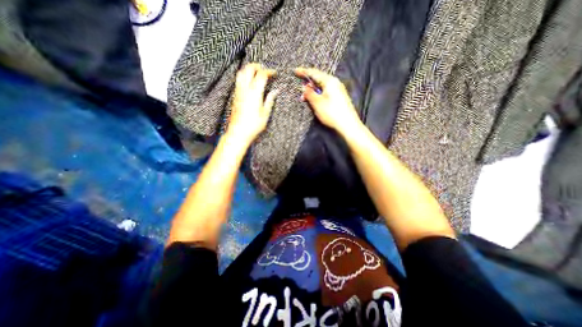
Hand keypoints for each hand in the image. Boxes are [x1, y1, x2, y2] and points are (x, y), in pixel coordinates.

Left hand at [227, 63, 279, 143]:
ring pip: (241, 73)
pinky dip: (244, 76)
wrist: (238, 132)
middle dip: (258, 66)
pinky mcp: (235, 96)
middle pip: (249, 69)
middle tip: (266, 71)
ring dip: (249, 70)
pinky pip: (238, 80)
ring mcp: (238, 92)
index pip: (262, 75)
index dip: (269, 72)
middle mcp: (245, 89)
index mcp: (255, 93)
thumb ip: (270, 100)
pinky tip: (250, 82)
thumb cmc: (253, 125)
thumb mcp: (265, 114)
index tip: (275, 73)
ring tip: (257, 74)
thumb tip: (276, 91)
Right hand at [298, 68, 362, 135]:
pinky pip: (326, 92)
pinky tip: (315, 101)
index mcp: (330, 81)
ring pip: (322, 87)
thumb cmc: (332, 113)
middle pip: (319, 79)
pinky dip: (319, 95)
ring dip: (313, 91)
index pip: (314, 73)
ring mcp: (338, 90)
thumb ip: (309, 93)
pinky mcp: (339, 98)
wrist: (348, 125)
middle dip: (308, 85)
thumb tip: (304, 87)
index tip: (295, 71)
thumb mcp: (317, 103)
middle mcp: (335, 83)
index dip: (304, 72)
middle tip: (301, 93)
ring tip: (306, 99)